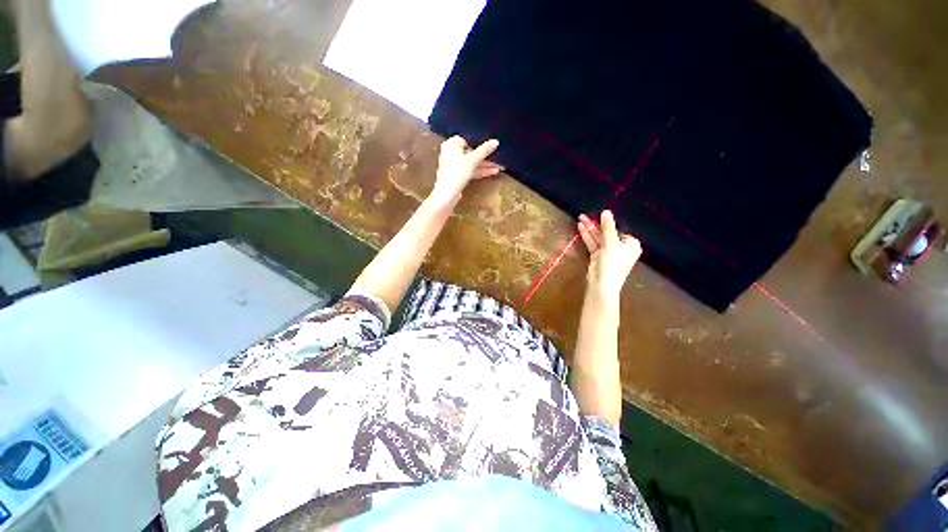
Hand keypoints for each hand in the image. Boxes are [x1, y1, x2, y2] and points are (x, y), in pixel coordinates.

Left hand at [428, 136, 502, 207]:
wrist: (447, 193)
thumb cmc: (457, 172)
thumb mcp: (473, 159)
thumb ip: (484, 150)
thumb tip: (495, 141)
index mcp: (451, 144)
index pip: (466, 139)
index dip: (477, 142)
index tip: (488, 146)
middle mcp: (450, 153)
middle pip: (470, 152)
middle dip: (484, 156)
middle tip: (497, 157)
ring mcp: (454, 166)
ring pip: (471, 163)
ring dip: (484, 165)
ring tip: (499, 166)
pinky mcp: (458, 176)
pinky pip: (470, 170)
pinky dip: (479, 171)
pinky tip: (492, 172)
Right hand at [578, 210, 641, 296]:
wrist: (602, 284)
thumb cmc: (613, 263)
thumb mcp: (611, 243)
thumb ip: (607, 227)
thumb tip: (606, 211)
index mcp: (631, 244)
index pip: (619, 229)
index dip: (609, 222)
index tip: (599, 213)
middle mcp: (620, 247)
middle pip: (607, 232)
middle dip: (596, 224)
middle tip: (585, 215)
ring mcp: (608, 251)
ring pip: (598, 237)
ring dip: (590, 229)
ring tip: (580, 218)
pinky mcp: (598, 256)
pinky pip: (593, 243)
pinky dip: (587, 236)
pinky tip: (581, 227)